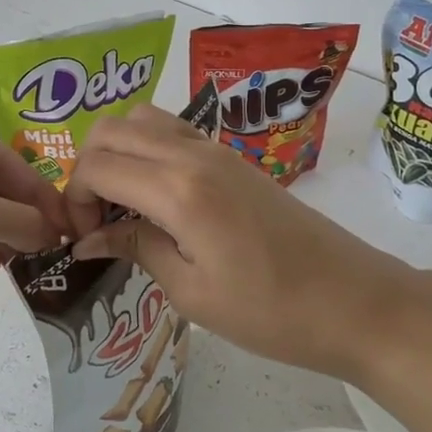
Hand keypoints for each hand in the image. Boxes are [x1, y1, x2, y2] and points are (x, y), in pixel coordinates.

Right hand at [67, 105, 431, 379]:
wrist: (356, 302)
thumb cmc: (272, 312)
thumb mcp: (192, 293)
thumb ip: (136, 249)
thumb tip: (89, 238)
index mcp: (178, 190)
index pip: (97, 166)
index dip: (74, 199)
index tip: (83, 238)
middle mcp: (192, 154)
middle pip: (111, 130)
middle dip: (87, 169)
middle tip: (97, 219)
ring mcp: (216, 150)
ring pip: (141, 120)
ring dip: (118, 152)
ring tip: (124, 204)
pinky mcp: (233, 158)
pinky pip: (172, 131)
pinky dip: (146, 151)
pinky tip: (157, 198)